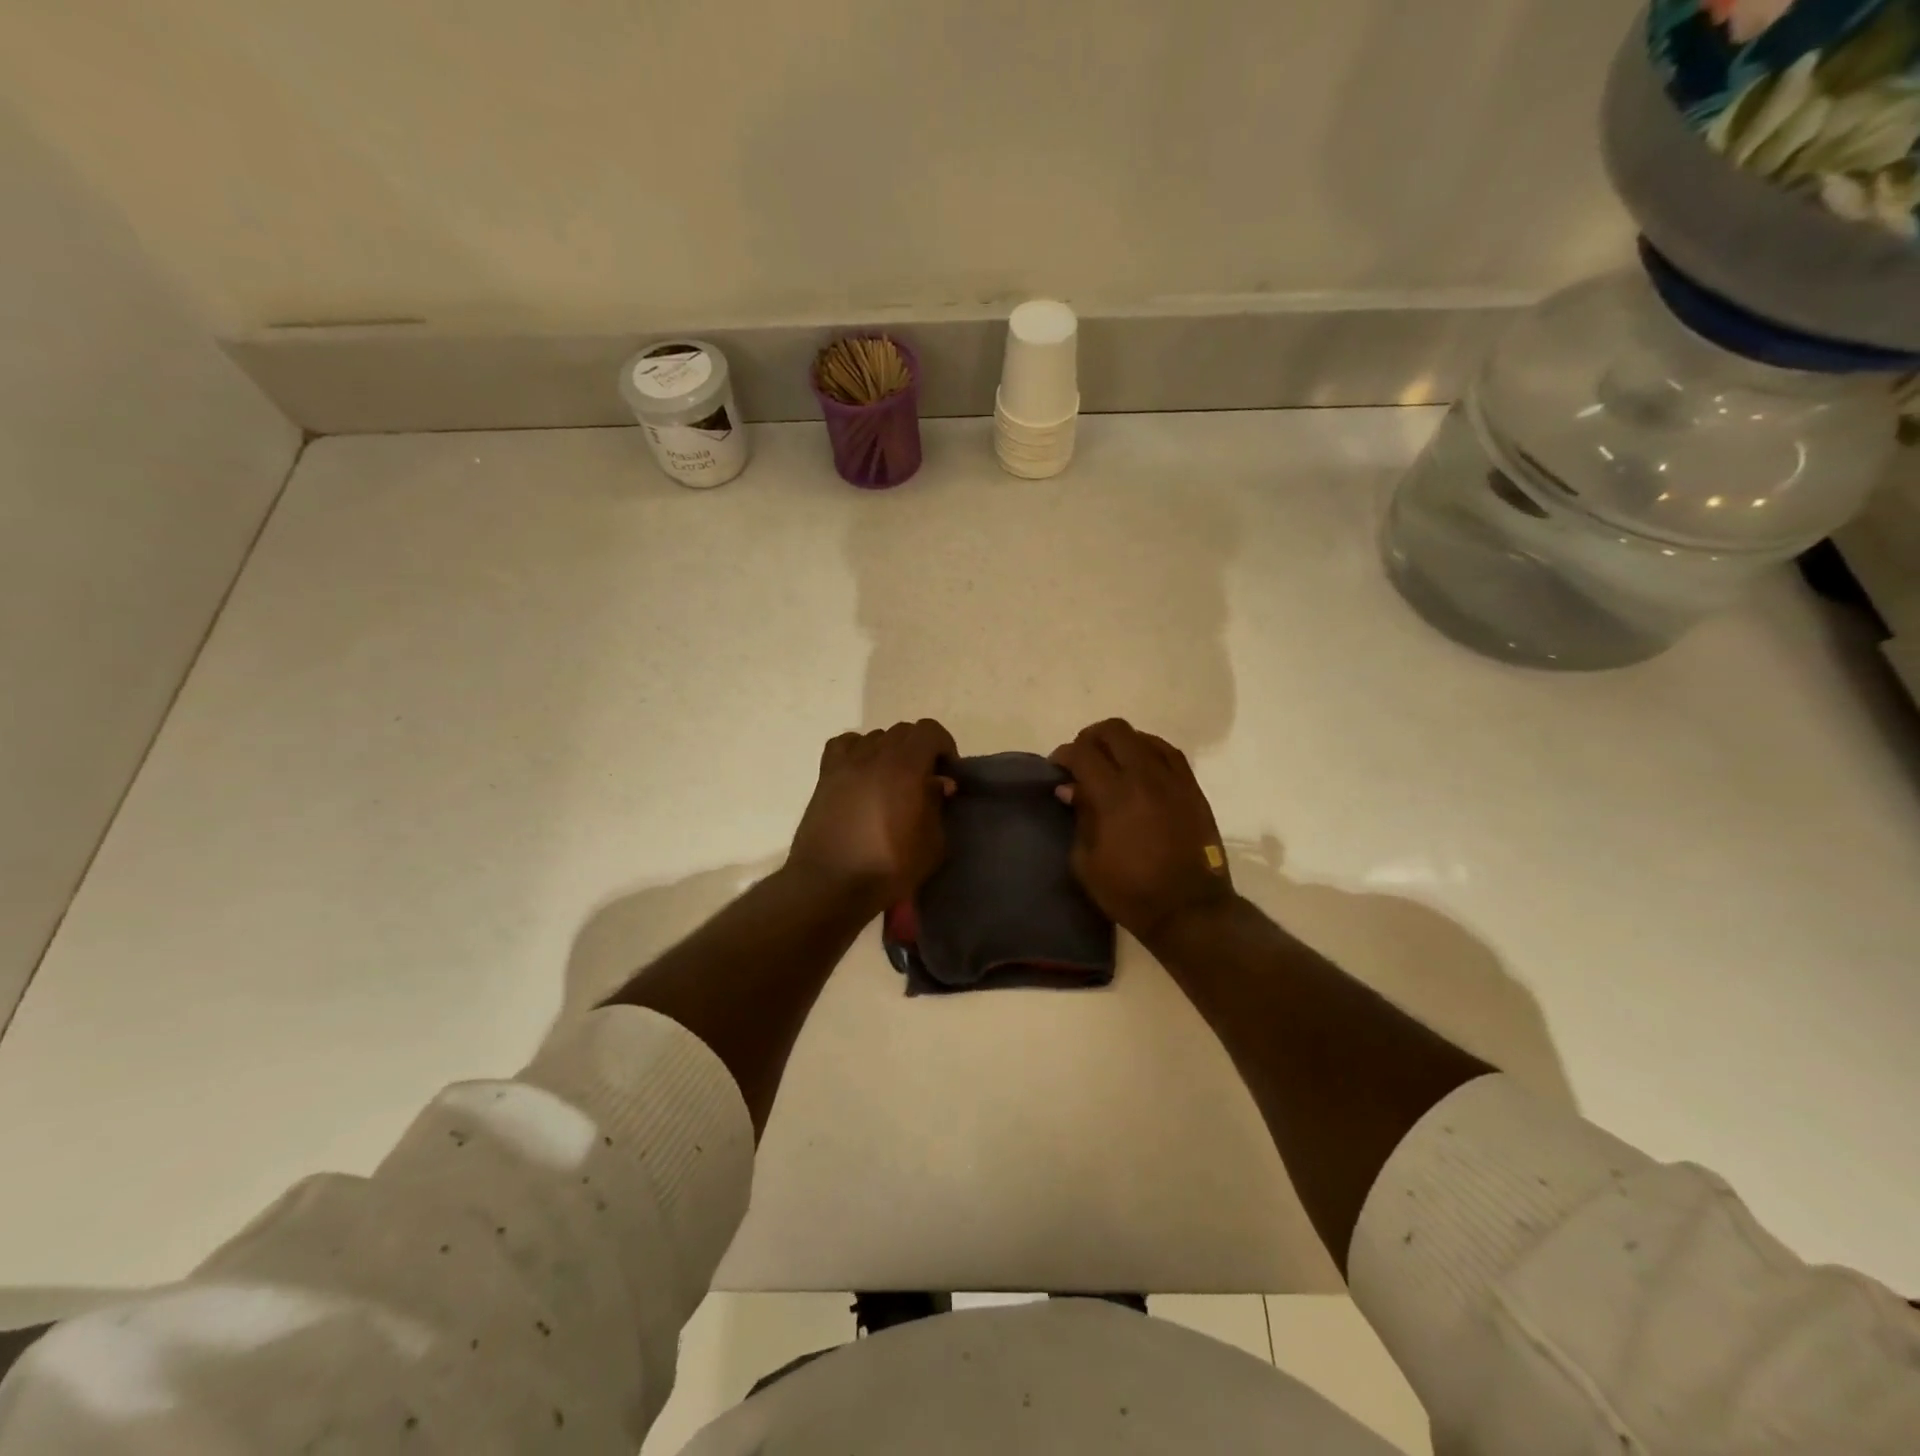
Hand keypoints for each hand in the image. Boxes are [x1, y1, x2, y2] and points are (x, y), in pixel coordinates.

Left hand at [786, 720, 957, 914]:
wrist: (830, 885)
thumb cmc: (888, 868)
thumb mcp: (932, 844)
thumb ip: (938, 805)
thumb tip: (938, 783)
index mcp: (905, 766)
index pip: (929, 731)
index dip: (944, 746)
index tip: (949, 772)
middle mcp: (874, 755)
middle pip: (903, 731)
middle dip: (920, 749)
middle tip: (925, 780)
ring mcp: (846, 763)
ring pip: (875, 737)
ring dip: (891, 751)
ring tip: (893, 780)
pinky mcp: (825, 776)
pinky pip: (844, 745)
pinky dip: (858, 750)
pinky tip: (863, 773)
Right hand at [1051, 718, 1233, 943]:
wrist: (1189, 909)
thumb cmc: (1130, 891)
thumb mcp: (1087, 862)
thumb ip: (1078, 817)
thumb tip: (1070, 789)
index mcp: (1114, 795)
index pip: (1083, 753)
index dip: (1064, 754)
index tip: (1056, 767)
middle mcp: (1144, 777)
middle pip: (1114, 731)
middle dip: (1090, 738)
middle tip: (1082, 758)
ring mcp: (1173, 780)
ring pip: (1143, 737)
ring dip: (1121, 742)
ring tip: (1111, 761)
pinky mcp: (1192, 789)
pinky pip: (1169, 753)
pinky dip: (1149, 750)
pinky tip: (1141, 765)